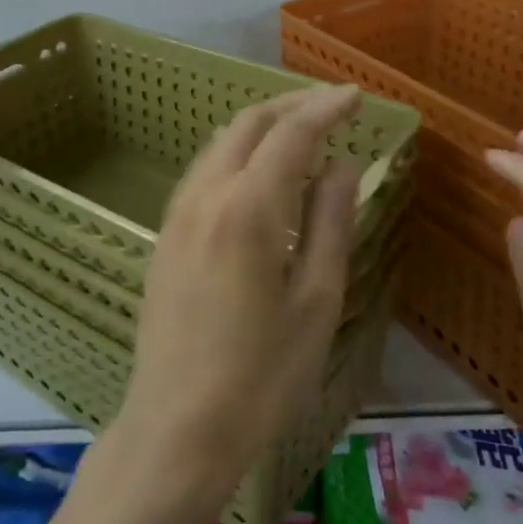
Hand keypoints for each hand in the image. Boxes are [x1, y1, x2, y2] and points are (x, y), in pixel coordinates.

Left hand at [118, 85, 364, 508]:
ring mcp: (178, 214)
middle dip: (292, 106)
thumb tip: (343, 164)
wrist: (178, 427)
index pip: (292, 133)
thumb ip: (331, 222)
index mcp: (248, 207)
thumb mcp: (317, 301)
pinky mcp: (166, 235)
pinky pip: (204, 172)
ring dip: (262, 128)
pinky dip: (238, 155)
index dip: (326, 108)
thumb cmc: (262, 375)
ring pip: (220, 144)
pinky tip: (260, 178)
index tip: (356, 96)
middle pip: (248, 124)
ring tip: (302, 137)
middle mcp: (205, 195)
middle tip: (332, 108)